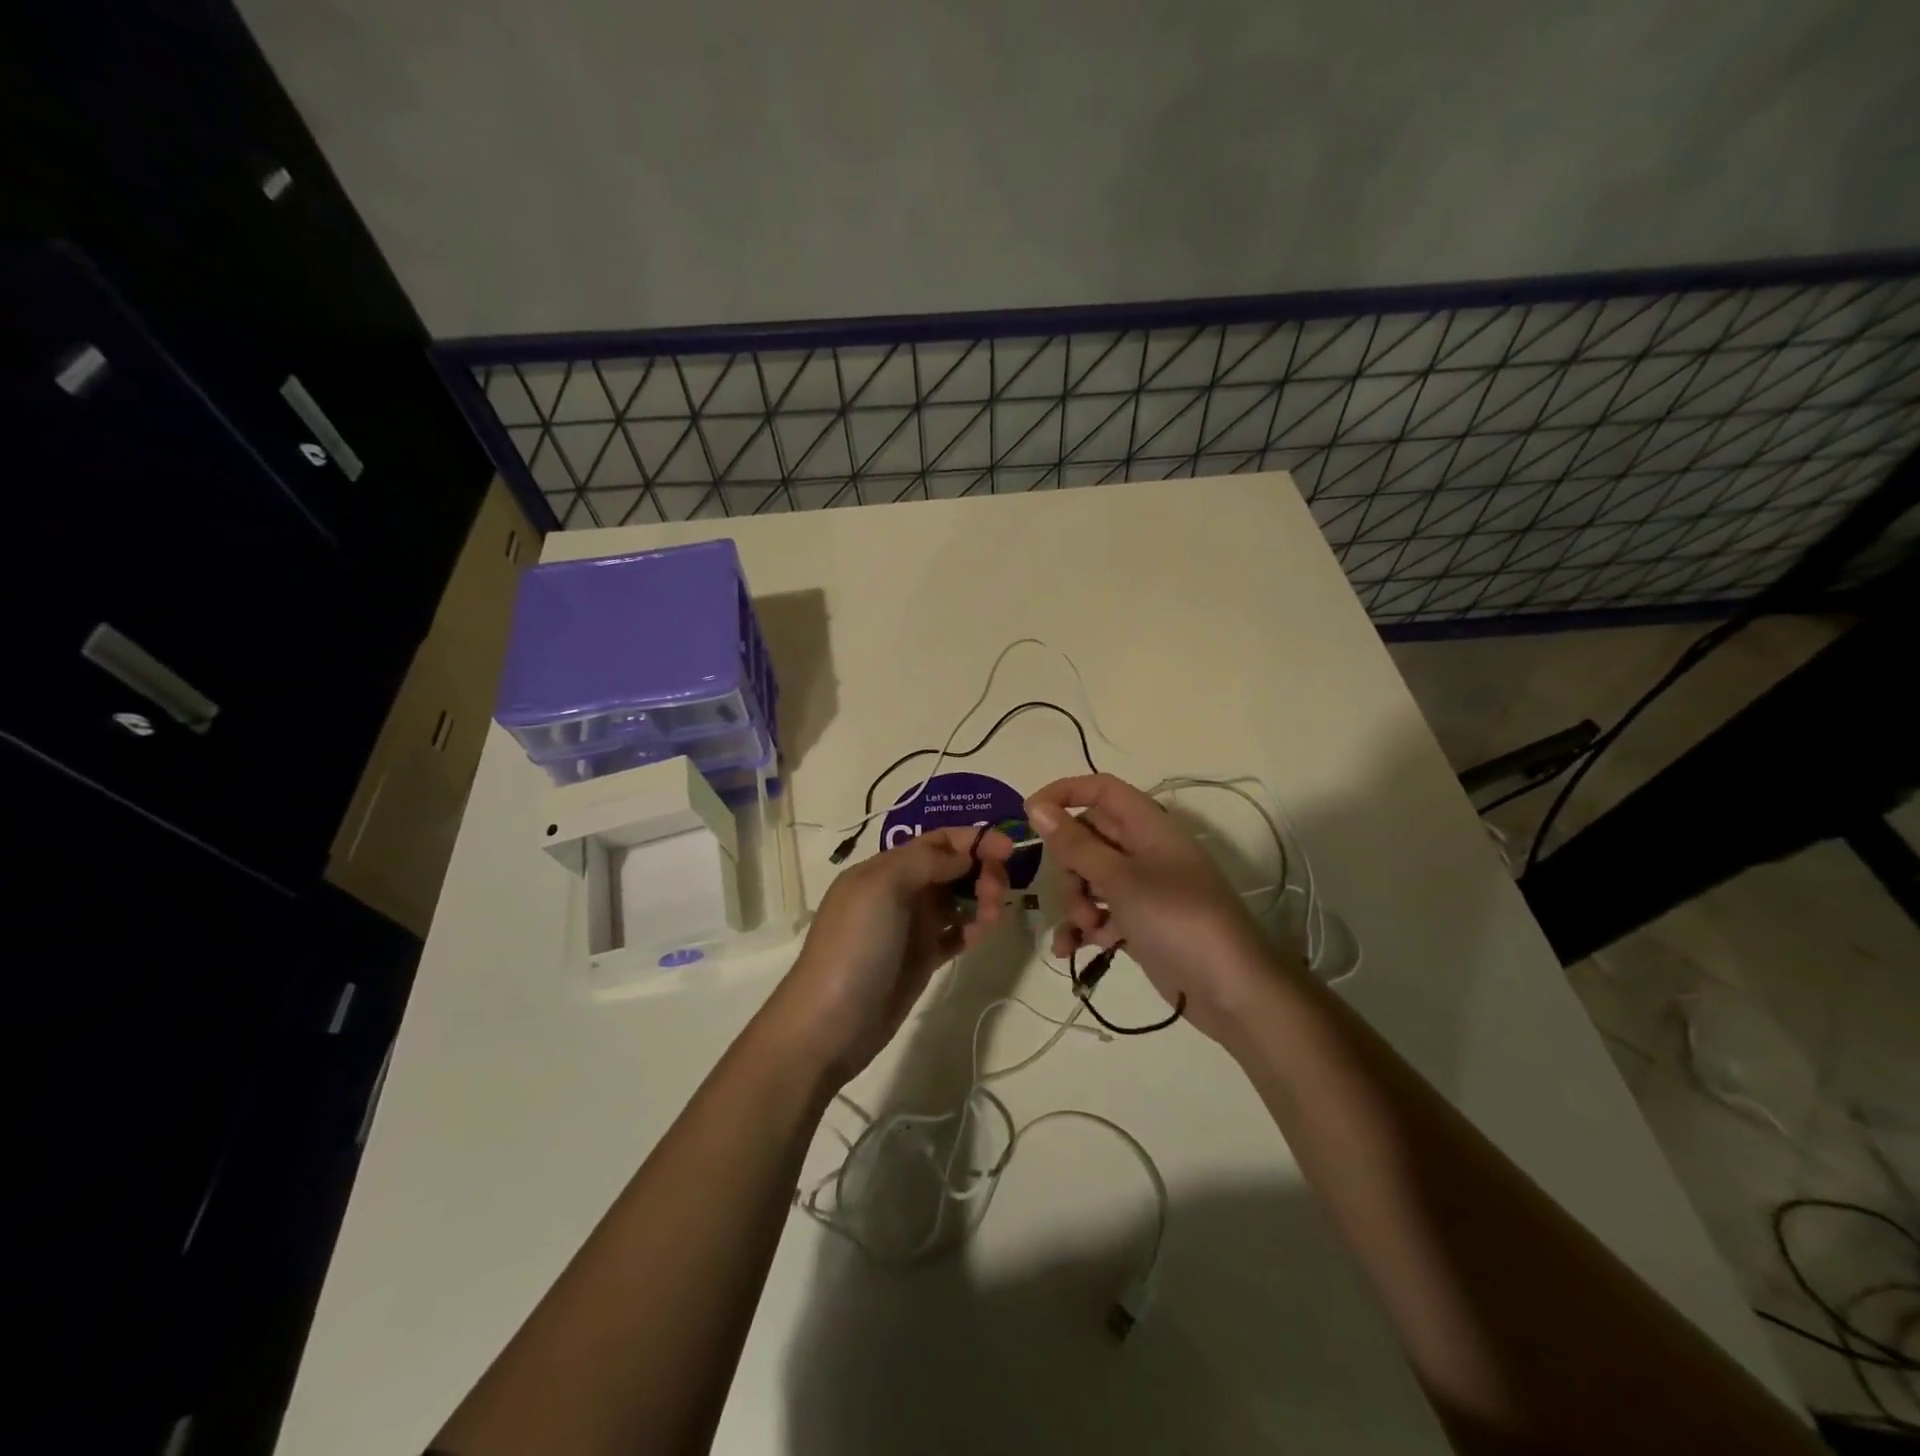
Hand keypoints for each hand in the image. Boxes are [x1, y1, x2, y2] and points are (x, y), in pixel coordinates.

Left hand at [769, 826, 1015, 1086]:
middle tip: (996, 894)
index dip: (973, 839)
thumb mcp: (882, 888)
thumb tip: (963, 855)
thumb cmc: (855, 946)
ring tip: (992, 918)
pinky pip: (954, 934)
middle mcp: (899, 892)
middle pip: (951, 868)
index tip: (1009, 850)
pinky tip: (983, 934)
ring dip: (981, 899)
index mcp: (885, 868)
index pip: (936, 841)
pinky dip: (973, 929)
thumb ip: (925, 862)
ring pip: (956, 899)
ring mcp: (910, 927)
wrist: (829, 1024)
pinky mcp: (921, 959)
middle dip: (981, 870)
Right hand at [1025, 774, 1295, 1044]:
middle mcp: (1145, 851)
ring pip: (1091, 878)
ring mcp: (1144, 889)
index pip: (1101, 789)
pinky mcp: (1141, 923)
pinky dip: (1085, 928)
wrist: (1232, 990)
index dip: (1065, 793)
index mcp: (1148, 826)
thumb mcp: (1120, 880)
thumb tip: (1036, 808)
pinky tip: (1070, 950)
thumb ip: (1075, 845)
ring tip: (1086, 928)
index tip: (1029, 815)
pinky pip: (1102, 913)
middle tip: (1073, 892)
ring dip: (1077, 901)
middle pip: (1090, 837)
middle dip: (1069, 865)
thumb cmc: (1176, 920)